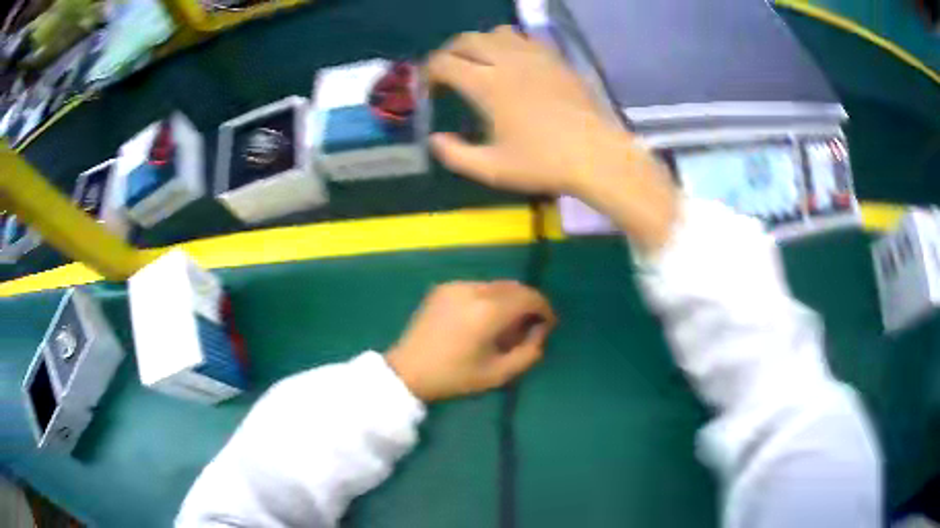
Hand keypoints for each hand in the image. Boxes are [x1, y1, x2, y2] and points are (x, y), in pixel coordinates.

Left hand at [385, 281, 555, 401]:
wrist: (408, 370)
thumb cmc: (454, 377)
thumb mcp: (498, 374)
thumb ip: (529, 353)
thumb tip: (540, 332)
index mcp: (489, 312)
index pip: (529, 298)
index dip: (544, 309)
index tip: (547, 325)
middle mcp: (474, 290)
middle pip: (515, 287)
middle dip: (528, 304)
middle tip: (528, 327)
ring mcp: (457, 286)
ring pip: (496, 285)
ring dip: (508, 300)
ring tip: (505, 325)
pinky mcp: (444, 288)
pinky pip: (478, 287)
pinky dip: (489, 298)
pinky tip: (482, 319)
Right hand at [427, 26, 613, 194]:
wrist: (596, 156)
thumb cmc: (543, 163)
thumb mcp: (492, 169)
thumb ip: (456, 155)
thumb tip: (434, 140)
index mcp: (487, 85)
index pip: (444, 63)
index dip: (429, 73)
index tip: (430, 89)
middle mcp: (507, 61)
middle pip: (467, 40)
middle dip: (449, 52)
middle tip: (448, 72)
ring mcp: (535, 56)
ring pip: (497, 32)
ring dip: (480, 43)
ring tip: (480, 62)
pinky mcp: (556, 59)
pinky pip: (526, 38)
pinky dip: (510, 44)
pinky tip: (514, 63)